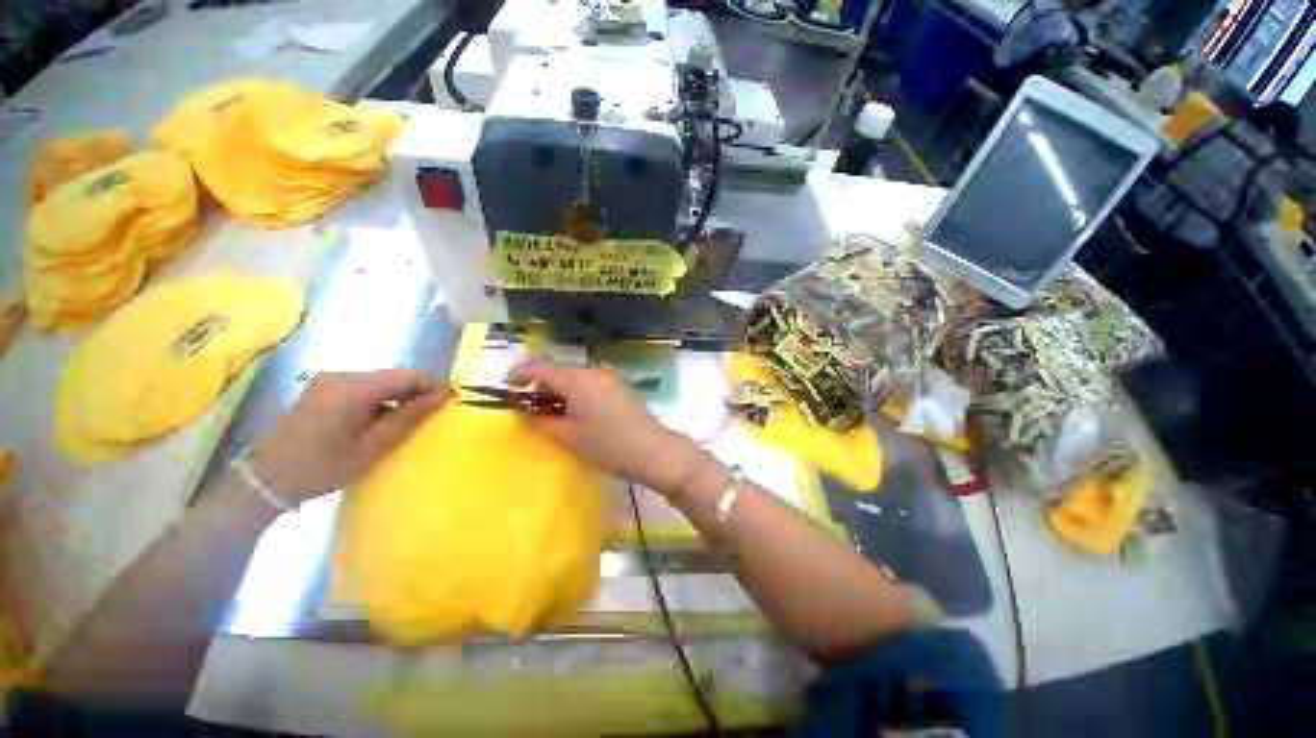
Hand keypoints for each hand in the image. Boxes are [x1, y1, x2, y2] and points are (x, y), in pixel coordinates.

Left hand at [251, 370, 452, 503]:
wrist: (266, 479)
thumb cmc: (322, 467)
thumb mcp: (372, 447)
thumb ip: (409, 418)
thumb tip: (442, 397)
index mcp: (354, 388)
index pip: (408, 375)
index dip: (433, 386)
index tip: (451, 403)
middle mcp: (342, 375)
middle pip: (394, 376)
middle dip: (417, 393)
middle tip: (433, 416)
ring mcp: (329, 380)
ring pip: (380, 382)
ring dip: (398, 397)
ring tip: (408, 421)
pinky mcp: (323, 388)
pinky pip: (364, 387)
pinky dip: (380, 400)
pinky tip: (380, 421)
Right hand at [509, 358, 702, 495]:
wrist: (653, 450)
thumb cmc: (608, 445)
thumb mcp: (568, 436)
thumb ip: (541, 419)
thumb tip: (526, 409)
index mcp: (577, 379)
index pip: (539, 367)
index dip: (518, 375)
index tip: (506, 390)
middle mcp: (592, 372)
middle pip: (557, 372)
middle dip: (539, 387)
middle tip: (530, 412)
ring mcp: (607, 378)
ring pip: (573, 378)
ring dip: (558, 392)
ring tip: (553, 417)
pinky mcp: (617, 387)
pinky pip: (588, 384)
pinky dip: (574, 394)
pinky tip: (575, 415)